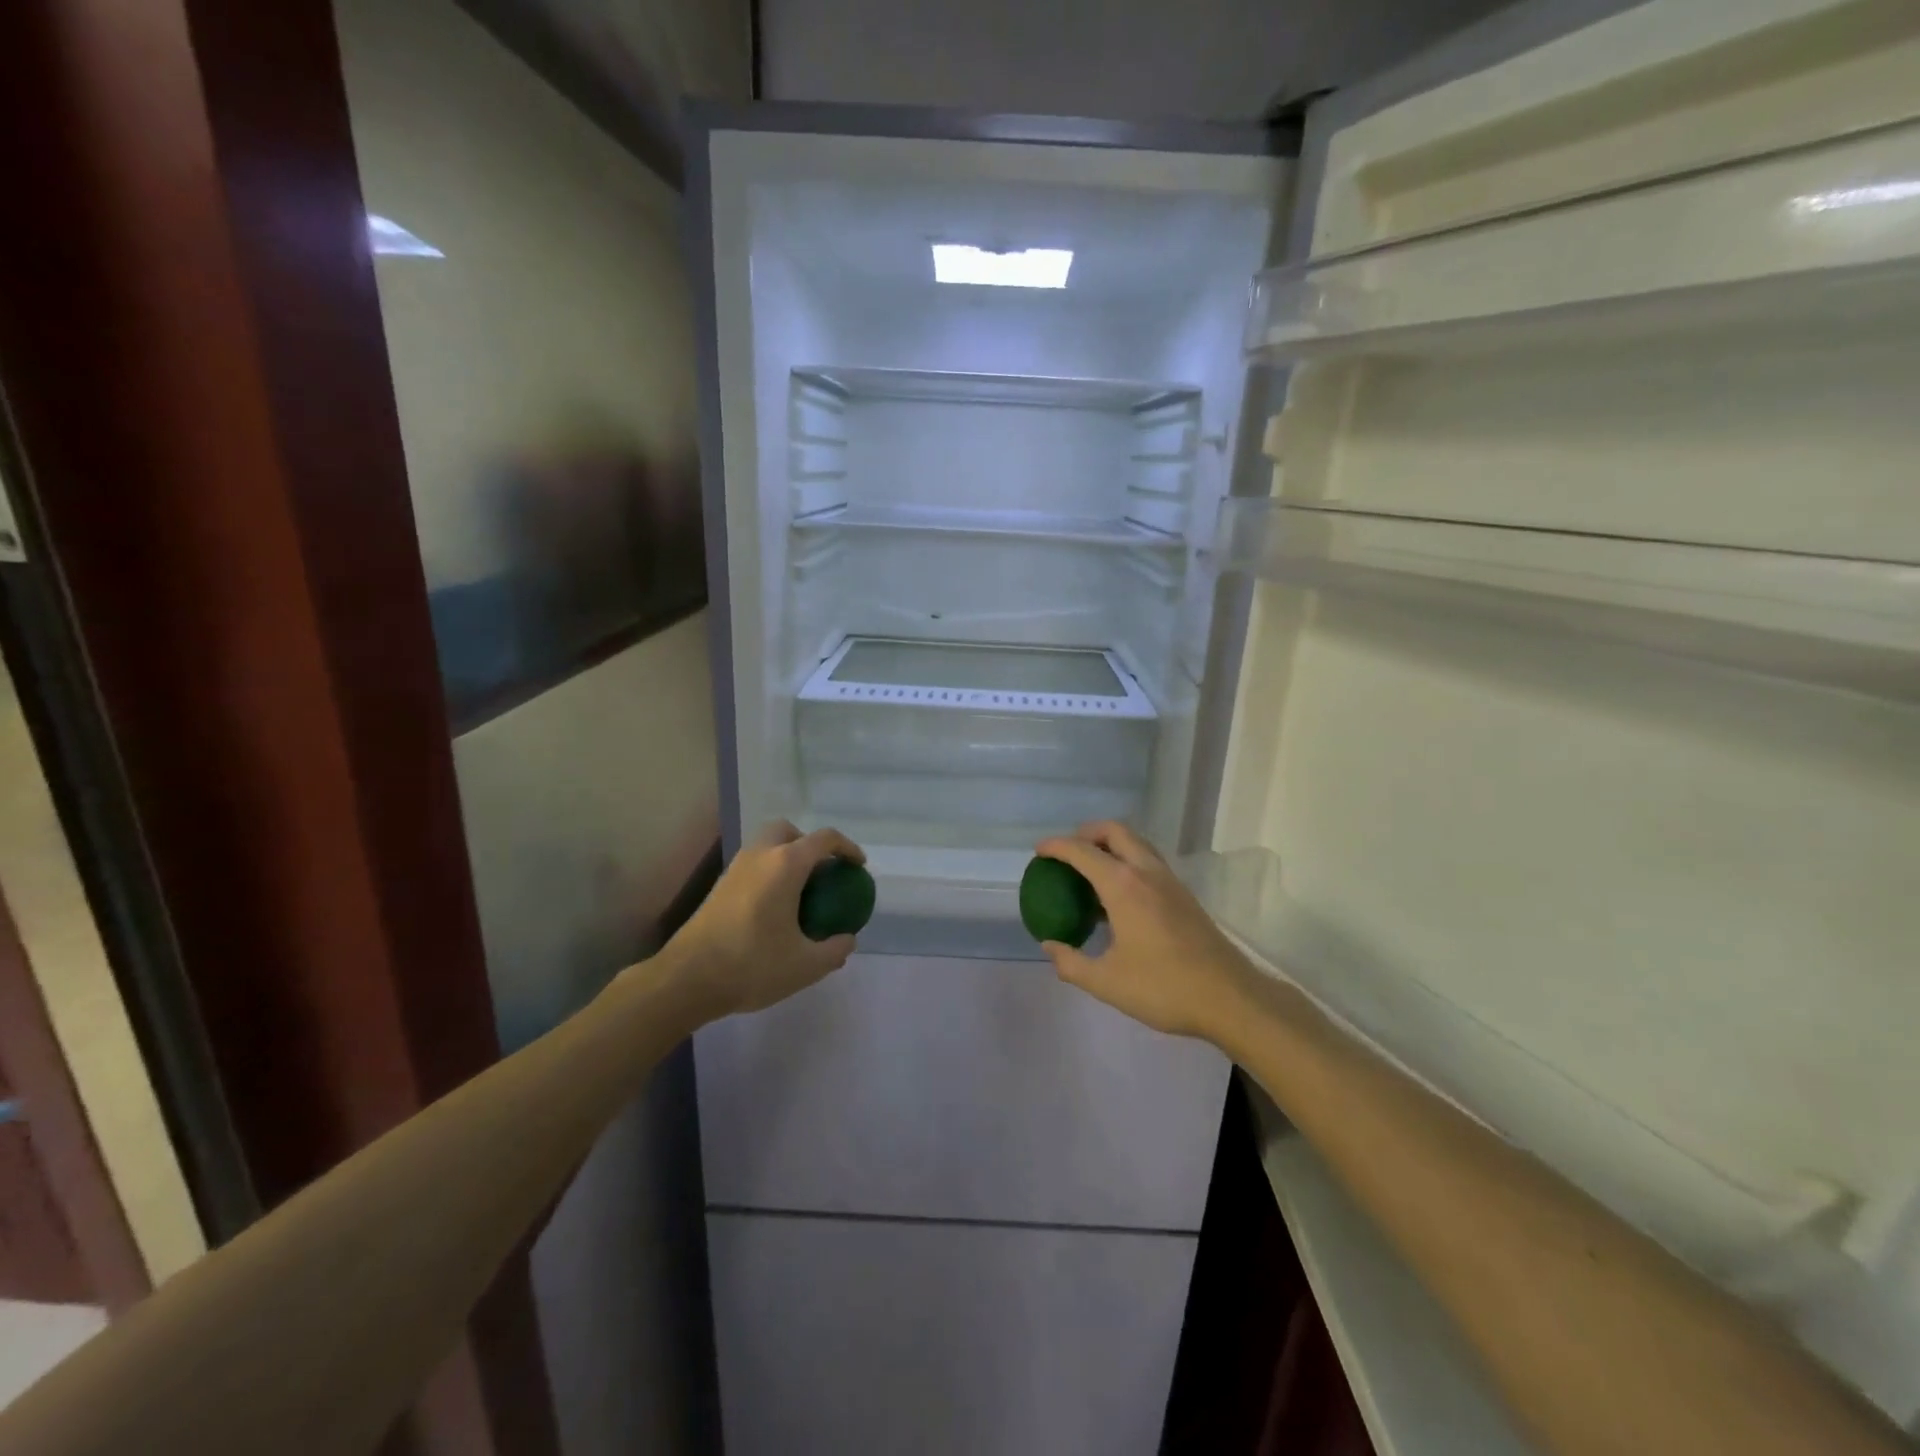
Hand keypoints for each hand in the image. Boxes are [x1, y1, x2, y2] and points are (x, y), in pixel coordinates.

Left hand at [658, 821, 864, 1019]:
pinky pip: (752, 865)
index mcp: (785, 865)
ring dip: (786, 858)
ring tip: (801, 893)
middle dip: (809, 844)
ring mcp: (735, 869)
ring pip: (766, 846)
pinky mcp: (719, 886)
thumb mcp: (805, 966)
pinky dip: (769, 873)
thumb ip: (834, 950)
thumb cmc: (751, 965)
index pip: (824, 839)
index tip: (858, 866)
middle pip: (788, 831)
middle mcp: (760, 856)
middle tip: (823, 873)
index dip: (847, 848)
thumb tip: (847, 939)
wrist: (686, 979)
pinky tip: (774, 909)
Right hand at [1034, 822, 1258, 1042]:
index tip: (1039, 852)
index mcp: (1124, 886)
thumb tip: (1050, 946)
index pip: (1082, 851)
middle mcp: (1147, 872)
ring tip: (1091, 870)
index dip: (1056, 847)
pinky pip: (1149, 861)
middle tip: (1068, 853)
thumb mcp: (1107, 982)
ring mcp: (1170, 881)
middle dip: (1086, 833)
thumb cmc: (1164, 988)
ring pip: (1137, 843)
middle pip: (1115, 831)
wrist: (1230, 998)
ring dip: (1111, 845)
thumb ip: (1071, 962)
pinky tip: (1120, 896)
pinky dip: (1128, 861)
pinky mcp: (1184, 895)